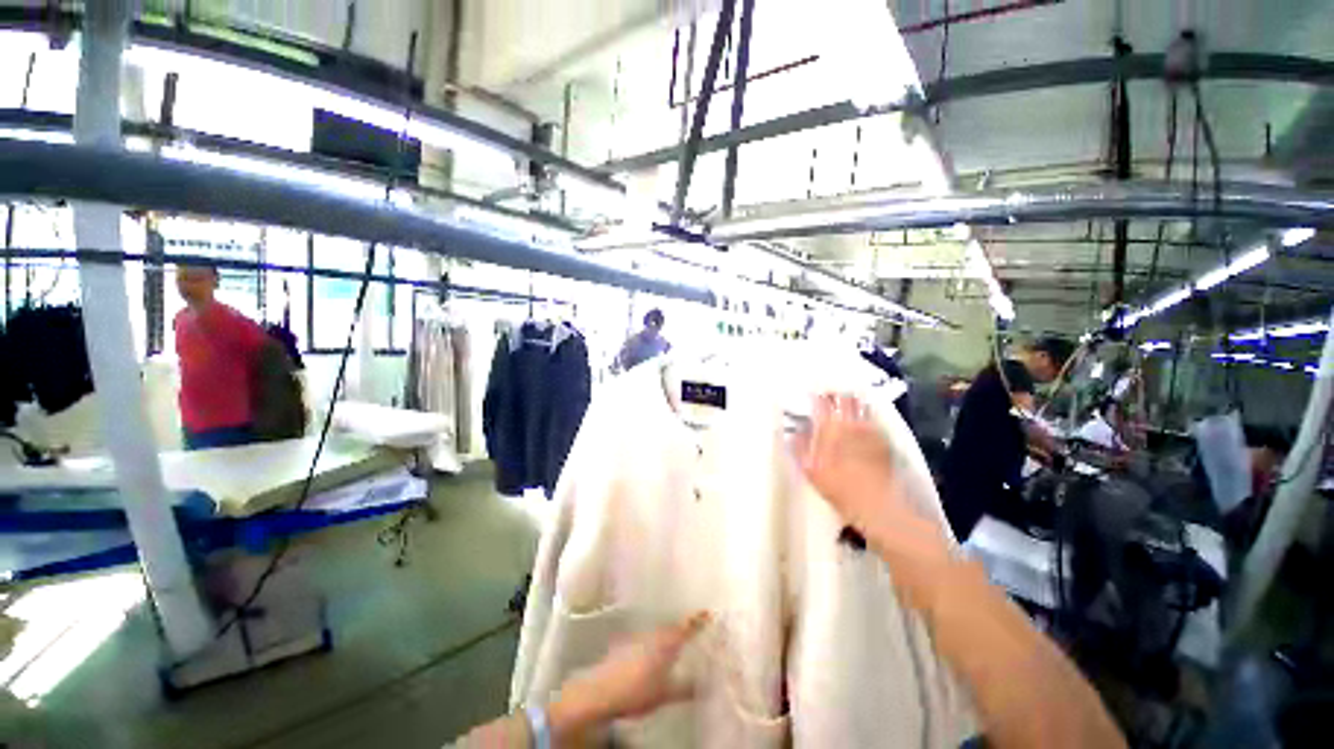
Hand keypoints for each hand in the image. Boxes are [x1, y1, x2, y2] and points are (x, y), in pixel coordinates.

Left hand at [549, 612, 709, 738]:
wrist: (601, 691)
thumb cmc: (637, 691)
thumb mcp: (665, 694)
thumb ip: (685, 688)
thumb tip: (704, 685)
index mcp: (667, 642)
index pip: (686, 627)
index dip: (698, 620)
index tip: (708, 612)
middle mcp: (653, 634)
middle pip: (671, 627)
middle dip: (682, 628)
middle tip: (694, 630)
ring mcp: (638, 637)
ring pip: (658, 633)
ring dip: (667, 636)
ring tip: (675, 644)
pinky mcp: (625, 645)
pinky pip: (646, 640)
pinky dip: (653, 644)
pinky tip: (652, 655)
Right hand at [793, 394, 952, 602]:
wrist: (879, 505)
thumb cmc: (839, 489)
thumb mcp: (811, 470)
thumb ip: (799, 447)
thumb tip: (792, 430)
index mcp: (829, 428)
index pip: (821, 402)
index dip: (817, 395)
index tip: (812, 392)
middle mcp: (850, 423)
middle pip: (843, 398)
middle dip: (835, 393)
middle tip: (829, 394)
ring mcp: (870, 430)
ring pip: (860, 405)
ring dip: (852, 400)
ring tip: (846, 400)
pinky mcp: (884, 439)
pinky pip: (873, 419)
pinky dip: (866, 414)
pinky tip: (862, 419)